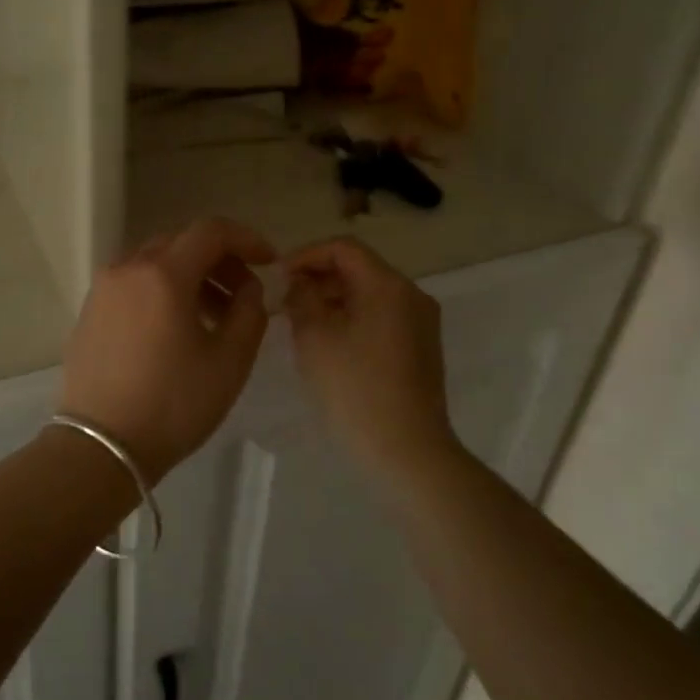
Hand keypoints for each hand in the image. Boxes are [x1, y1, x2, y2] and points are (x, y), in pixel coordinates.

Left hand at [59, 218, 275, 480]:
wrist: (101, 446)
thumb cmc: (173, 404)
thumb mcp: (230, 361)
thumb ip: (250, 312)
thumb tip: (247, 288)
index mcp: (163, 273)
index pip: (211, 231)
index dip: (246, 239)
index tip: (268, 261)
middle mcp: (128, 268)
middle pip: (182, 242)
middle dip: (219, 259)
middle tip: (244, 292)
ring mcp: (103, 288)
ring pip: (155, 261)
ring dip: (191, 274)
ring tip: (213, 315)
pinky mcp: (90, 310)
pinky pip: (134, 282)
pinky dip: (162, 289)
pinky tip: (176, 326)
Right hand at [284, 238, 458, 477]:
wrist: (408, 451)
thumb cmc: (355, 389)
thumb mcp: (314, 337)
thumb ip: (301, 298)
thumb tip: (299, 282)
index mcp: (388, 285)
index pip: (343, 248)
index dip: (306, 255)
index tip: (278, 277)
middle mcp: (411, 295)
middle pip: (359, 269)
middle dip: (318, 279)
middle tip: (284, 303)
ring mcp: (421, 323)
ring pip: (369, 295)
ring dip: (333, 300)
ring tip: (300, 324)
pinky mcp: (421, 348)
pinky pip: (381, 317)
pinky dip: (352, 319)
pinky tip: (329, 344)